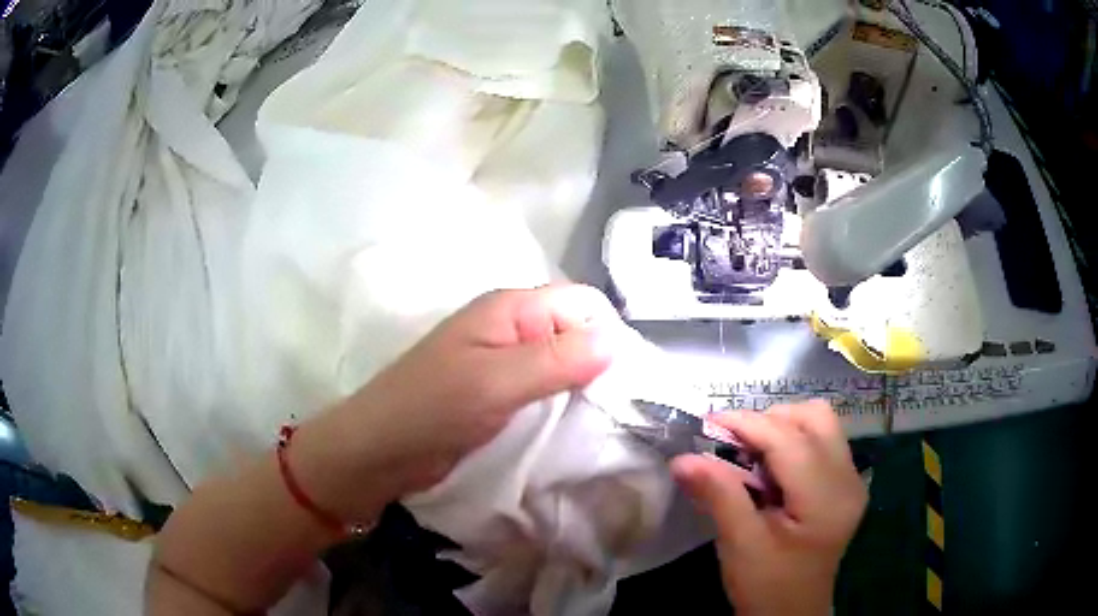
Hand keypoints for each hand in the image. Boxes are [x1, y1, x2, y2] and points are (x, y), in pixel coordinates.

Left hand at [291, 285, 616, 521]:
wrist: (379, 452)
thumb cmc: (431, 410)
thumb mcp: (494, 382)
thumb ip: (555, 360)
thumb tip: (616, 339)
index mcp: (511, 310)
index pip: (582, 304)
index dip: (610, 333)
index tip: (635, 379)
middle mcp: (513, 329)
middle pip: (576, 333)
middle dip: (603, 363)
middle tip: (632, 407)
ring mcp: (506, 363)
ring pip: (564, 364)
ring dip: (587, 387)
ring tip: (618, 420)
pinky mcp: (501, 394)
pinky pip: (546, 390)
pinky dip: (566, 405)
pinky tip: (584, 428)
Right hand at [671, 402, 867, 615]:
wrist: (792, 614)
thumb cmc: (767, 586)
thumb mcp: (739, 545)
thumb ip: (719, 495)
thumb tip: (683, 458)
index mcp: (826, 499)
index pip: (790, 441)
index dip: (748, 424)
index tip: (708, 421)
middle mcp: (848, 479)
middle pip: (815, 418)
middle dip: (769, 421)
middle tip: (732, 443)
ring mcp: (852, 480)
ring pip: (821, 424)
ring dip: (782, 428)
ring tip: (750, 455)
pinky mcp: (845, 485)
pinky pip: (822, 442)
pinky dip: (791, 442)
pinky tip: (769, 469)